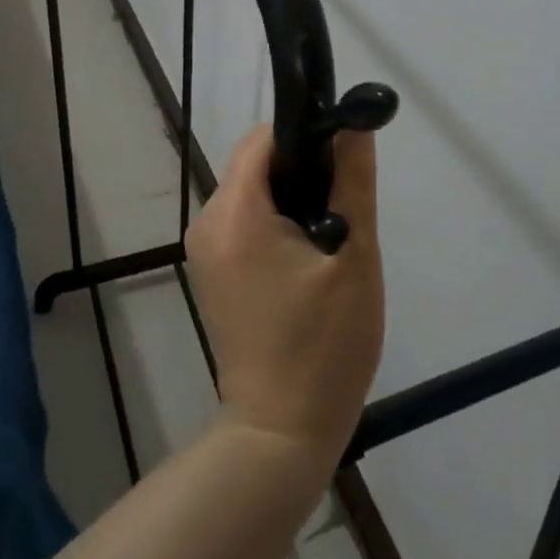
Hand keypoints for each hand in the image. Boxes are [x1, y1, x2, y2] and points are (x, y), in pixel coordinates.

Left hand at [185, 127, 384, 473]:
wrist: (280, 434)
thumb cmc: (323, 346)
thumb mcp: (352, 259)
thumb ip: (353, 183)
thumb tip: (356, 125)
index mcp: (235, 213)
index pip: (262, 141)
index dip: (304, 137)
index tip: (341, 158)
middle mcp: (207, 222)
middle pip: (254, 165)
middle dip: (300, 173)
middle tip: (343, 206)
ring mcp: (204, 250)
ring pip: (250, 194)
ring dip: (290, 201)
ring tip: (330, 239)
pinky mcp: (210, 272)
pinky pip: (242, 223)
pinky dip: (273, 224)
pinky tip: (307, 259)